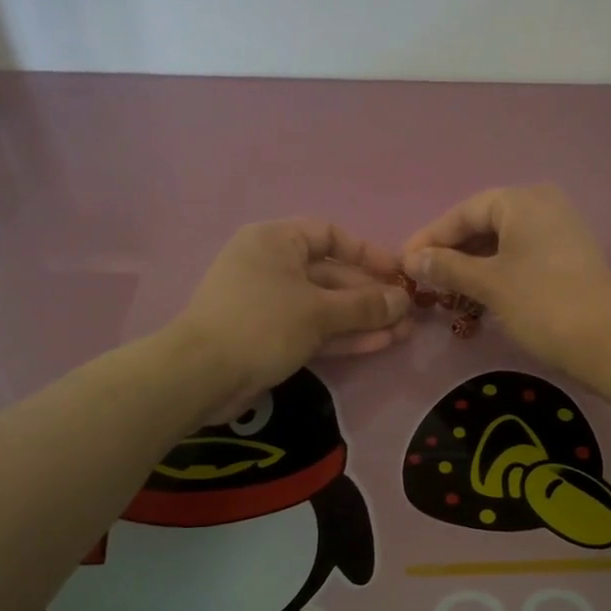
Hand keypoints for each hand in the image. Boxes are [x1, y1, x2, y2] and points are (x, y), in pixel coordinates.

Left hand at [170, 219, 411, 420]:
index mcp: (275, 241)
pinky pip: (314, 329)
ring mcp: (270, 303)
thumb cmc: (262, 324)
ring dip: (363, 319)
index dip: (367, 253)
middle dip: (371, 295)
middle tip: (408, 312)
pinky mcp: (270, 337)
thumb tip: (404, 301)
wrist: (202, 376)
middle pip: (331, 274)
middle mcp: (272, 265)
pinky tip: (379, 344)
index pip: (329, 235)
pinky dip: (343, 336)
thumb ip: (365, 305)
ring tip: (403, 332)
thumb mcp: (319, 311)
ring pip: (326, 306)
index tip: (397, 273)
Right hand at [401, 184, 610, 372]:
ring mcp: (559, 230)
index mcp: (523, 200)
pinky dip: (497, 270)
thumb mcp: (489, 283)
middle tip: (423, 276)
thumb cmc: (541, 303)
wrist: (606, 341)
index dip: (432, 236)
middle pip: (484, 223)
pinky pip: (521, 254)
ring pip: (503, 241)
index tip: (404, 261)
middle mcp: (543, 205)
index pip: (465, 211)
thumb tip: (413, 259)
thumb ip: (448, 267)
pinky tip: (477, 293)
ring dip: (473, 263)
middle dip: (452, 250)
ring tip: (445, 289)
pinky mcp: (568, 256)